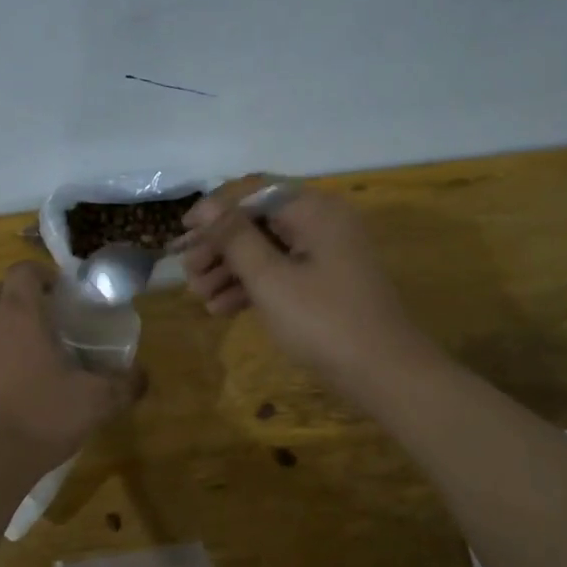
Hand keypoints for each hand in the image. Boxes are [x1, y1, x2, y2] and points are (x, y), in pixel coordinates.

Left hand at [0, 262, 142, 467]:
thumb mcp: (95, 402)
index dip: (40, 275)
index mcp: (20, 313)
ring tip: (14, 358)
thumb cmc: (41, 418)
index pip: (23, 270)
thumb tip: (142, 376)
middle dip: (19, 301)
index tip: (57, 293)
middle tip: (42, 326)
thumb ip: (124, 384)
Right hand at [176, 176, 424, 390]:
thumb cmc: (323, 321)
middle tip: (188, 272)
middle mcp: (321, 224)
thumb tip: (207, 207)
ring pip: (266, 250)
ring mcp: (325, 255)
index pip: (254, 192)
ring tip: (199, 296)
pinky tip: (221, 309)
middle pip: (258, 222)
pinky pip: (281, 273)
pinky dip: (252, 287)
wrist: (383, 374)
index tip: (183, 232)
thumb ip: (235, 238)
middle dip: (219, 246)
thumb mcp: (270, 279)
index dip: (215, 209)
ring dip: (230, 270)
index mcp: (314, 211)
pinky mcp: (324, 284)